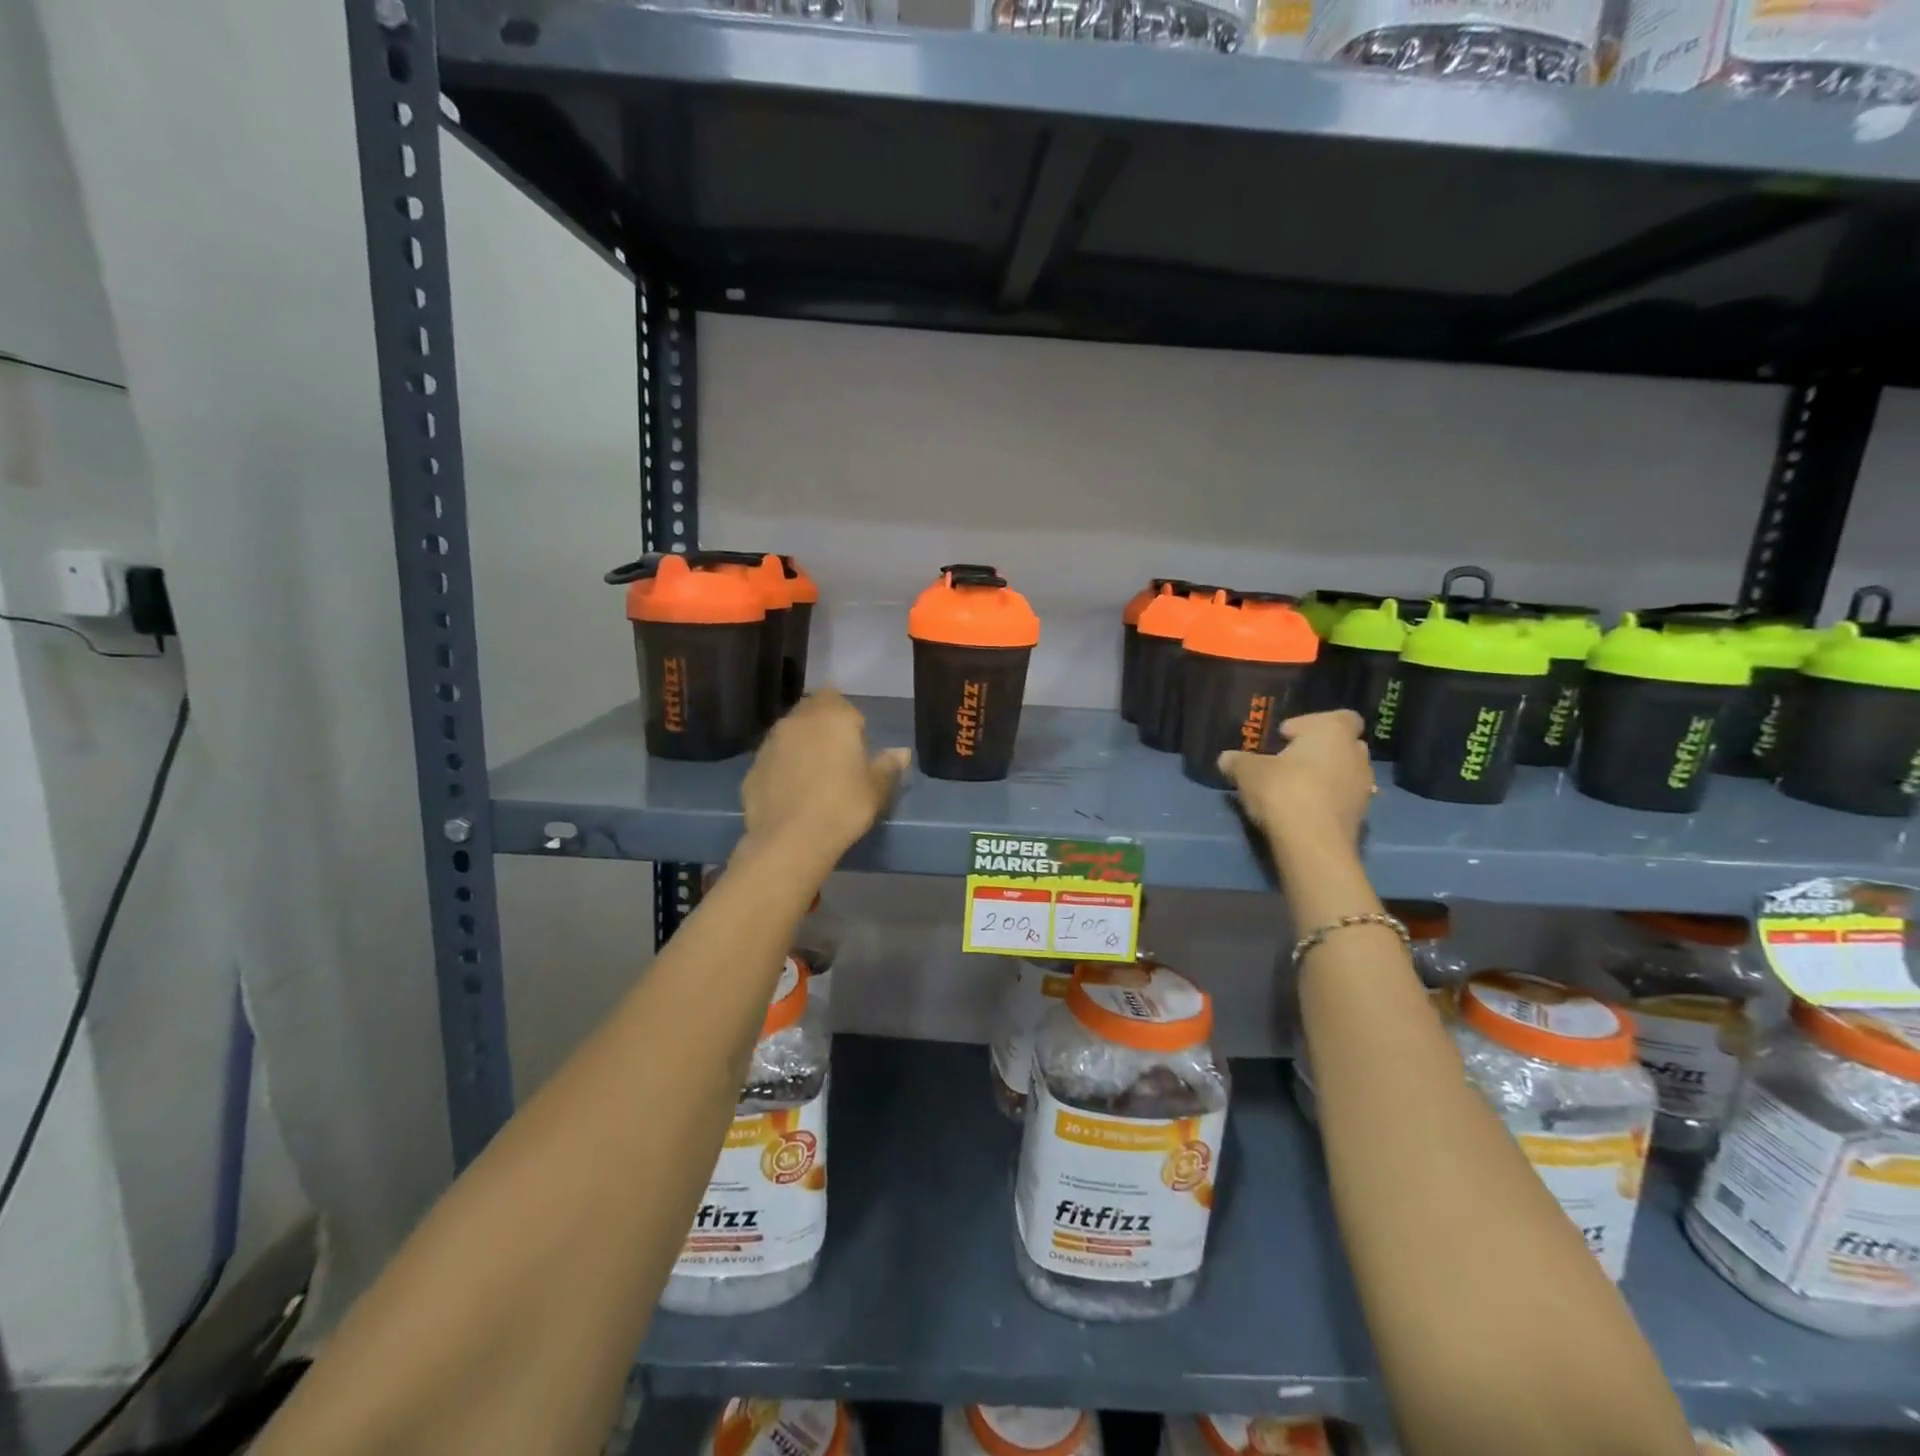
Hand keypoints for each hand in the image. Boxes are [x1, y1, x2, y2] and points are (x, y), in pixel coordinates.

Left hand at [740, 689, 909, 856]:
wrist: (791, 840)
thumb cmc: (844, 806)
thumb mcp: (876, 788)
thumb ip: (888, 765)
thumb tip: (901, 752)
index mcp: (832, 716)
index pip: (837, 699)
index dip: (847, 718)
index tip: (856, 743)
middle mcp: (797, 721)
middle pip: (810, 712)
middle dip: (821, 726)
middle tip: (836, 756)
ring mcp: (769, 743)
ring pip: (788, 734)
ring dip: (800, 746)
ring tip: (813, 776)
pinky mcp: (752, 768)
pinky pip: (773, 760)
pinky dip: (782, 769)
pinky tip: (792, 794)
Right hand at [1219, 710, 1373, 848]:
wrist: (1312, 843)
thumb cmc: (1283, 790)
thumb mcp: (1247, 771)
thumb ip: (1237, 760)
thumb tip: (1226, 758)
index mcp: (1333, 731)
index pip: (1340, 717)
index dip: (1312, 724)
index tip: (1286, 738)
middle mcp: (1356, 754)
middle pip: (1344, 745)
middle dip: (1320, 751)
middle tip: (1290, 762)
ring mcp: (1363, 787)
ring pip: (1345, 773)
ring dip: (1326, 777)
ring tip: (1296, 790)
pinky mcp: (1362, 817)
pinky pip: (1343, 799)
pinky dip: (1328, 801)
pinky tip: (1303, 811)